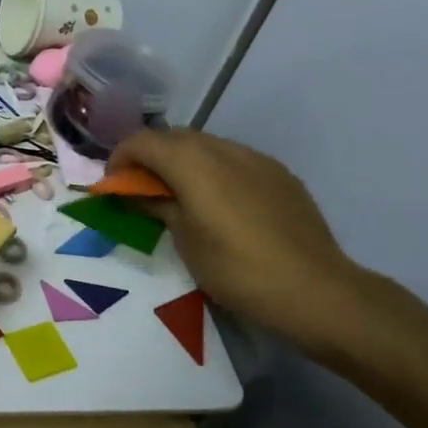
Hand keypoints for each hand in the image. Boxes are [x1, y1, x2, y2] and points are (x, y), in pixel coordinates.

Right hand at [109, 128, 371, 354]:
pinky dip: (213, 170)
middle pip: (175, 137)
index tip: (113, 185)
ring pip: (207, 145)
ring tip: (178, 196)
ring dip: (182, 161)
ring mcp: (258, 159)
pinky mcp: (280, 175)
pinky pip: (234, 160)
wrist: (314, 290)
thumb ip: (158, 206)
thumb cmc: (237, 269)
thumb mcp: (185, 240)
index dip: (120, 158)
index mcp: (194, 164)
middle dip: (150, 156)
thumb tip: (137, 192)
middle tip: (140, 189)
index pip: (144, 141)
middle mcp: (225, 149)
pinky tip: (218, 204)